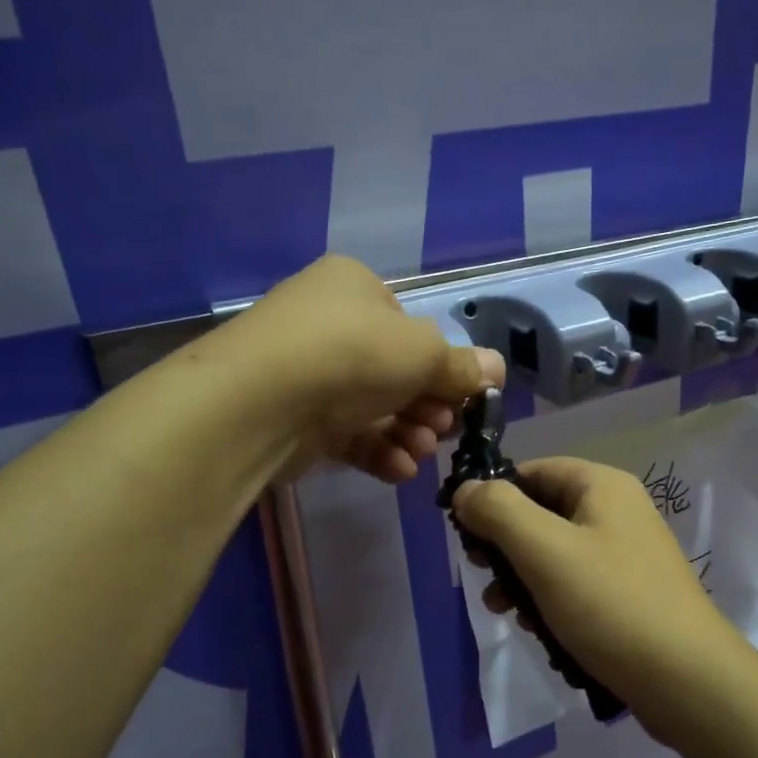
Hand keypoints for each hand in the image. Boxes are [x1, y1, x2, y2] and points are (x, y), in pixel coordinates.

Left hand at [225, 255, 504, 482]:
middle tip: (443, 431)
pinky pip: (346, 431)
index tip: (462, 398)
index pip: (409, 326)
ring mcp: (306, 371)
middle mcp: (328, 323)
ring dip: (407, 432)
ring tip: (420, 452)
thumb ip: (462, 366)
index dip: (440, 365)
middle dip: (427, 406)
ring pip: (373, 405)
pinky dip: (376, 449)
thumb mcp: (423, 354)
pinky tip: (398, 470)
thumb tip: (497, 368)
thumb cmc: (353, 354)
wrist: (260, 401)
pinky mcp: (294, 417)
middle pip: (395, 370)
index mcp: (354, 287)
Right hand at [452, 457, 747, 721]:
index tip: (464, 535)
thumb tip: (464, 490)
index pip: (532, 471)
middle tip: (482, 577)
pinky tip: (539, 630)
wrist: (687, 681)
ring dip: (522, 578)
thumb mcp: (544, 550)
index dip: (493, 496)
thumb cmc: (610, 604)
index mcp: (602, 486)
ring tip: (504, 612)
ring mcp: (626, 553)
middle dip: (505, 545)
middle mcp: (617, 511)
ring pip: (554, 552)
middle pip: (541, 512)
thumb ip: (498, 511)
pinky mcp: (629, 593)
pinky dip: (550, 600)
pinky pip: (575, 583)